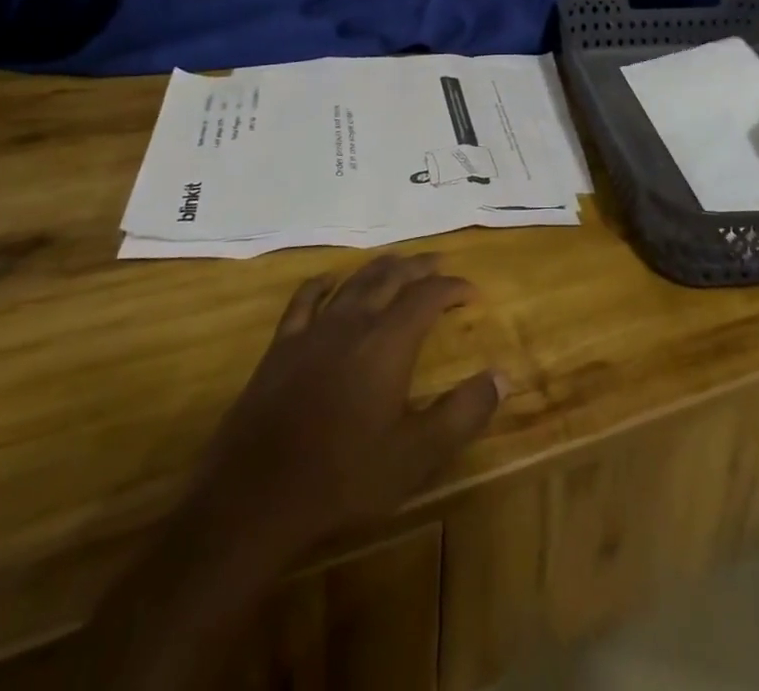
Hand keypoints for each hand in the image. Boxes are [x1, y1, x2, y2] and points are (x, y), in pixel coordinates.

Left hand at [191, 254, 504, 556]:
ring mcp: (314, 330)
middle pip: (391, 277)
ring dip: (380, 267)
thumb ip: (463, 413)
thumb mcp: (416, 455)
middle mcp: (354, 322)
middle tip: (439, 263)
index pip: (428, 296)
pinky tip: (329, 280)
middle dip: (420, 266)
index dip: (453, 287)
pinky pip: (304, 300)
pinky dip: (322, 283)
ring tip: (397, 262)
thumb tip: (501, 376)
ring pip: (353, 281)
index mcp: (388, 342)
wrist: (257, 496)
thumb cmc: (344, 476)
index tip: (472, 291)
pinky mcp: (282, 346)